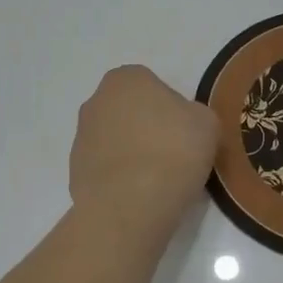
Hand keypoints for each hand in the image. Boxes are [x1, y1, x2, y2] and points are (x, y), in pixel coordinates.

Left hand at [69, 66, 219, 235]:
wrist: (128, 204)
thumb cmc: (172, 151)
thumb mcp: (207, 123)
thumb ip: (194, 114)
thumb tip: (182, 124)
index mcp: (126, 78)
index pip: (154, 86)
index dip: (173, 111)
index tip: (186, 135)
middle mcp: (96, 100)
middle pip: (131, 112)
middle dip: (148, 129)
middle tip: (173, 156)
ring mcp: (81, 136)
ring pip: (116, 140)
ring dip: (133, 154)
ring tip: (157, 181)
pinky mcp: (75, 170)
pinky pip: (106, 168)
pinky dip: (120, 178)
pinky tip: (137, 195)